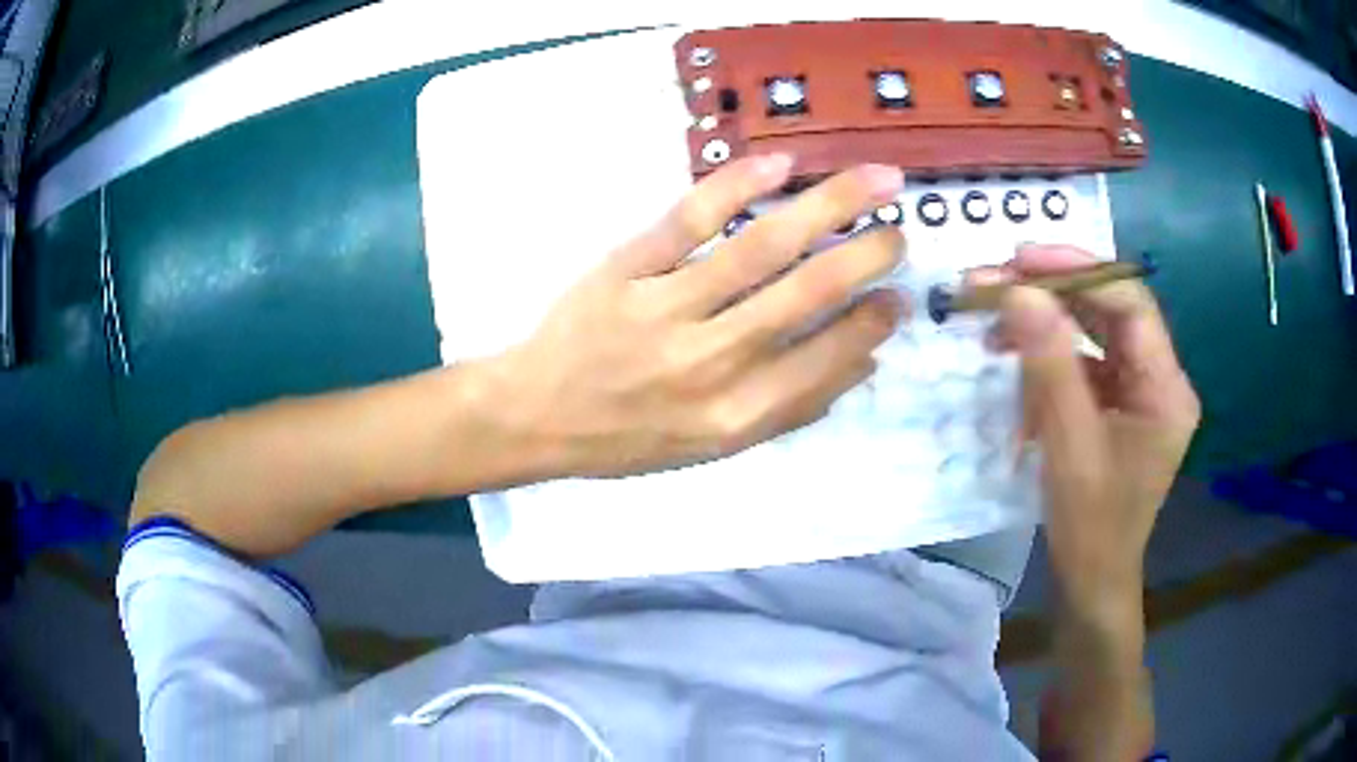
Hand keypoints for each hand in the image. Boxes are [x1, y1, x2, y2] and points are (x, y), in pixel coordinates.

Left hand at [486, 156, 906, 478]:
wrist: (536, 415)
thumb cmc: (627, 438)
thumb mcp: (712, 448)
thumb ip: (789, 410)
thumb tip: (863, 363)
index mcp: (734, 415)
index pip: (824, 359)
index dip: (870, 324)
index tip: (898, 297)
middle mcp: (709, 362)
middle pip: (804, 293)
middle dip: (865, 255)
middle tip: (899, 230)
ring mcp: (665, 308)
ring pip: (760, 247)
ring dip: (827, 207)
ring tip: (873, 181)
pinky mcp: (626, 268)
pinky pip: (689, 219)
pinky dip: (737, 187)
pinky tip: (780, 165)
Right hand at [995, 245, 1199, 617]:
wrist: (1091, 582)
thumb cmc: (1091, 527)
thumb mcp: (1070, 448)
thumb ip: (1050, 366)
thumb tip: (1018, 291)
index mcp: (1167, 388)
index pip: (1131, 302)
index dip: (1079, 271)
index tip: (1021, 260)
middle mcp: (1158, 378)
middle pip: (1109, 310)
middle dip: (1052, 291)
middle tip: (993, 279)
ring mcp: (1136, 389)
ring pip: (1091, 331)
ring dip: (1042, 320)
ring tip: (990, 317)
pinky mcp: (1114, 402)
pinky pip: (1081, 361)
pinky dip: (1044, 354)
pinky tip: (1011, 356)